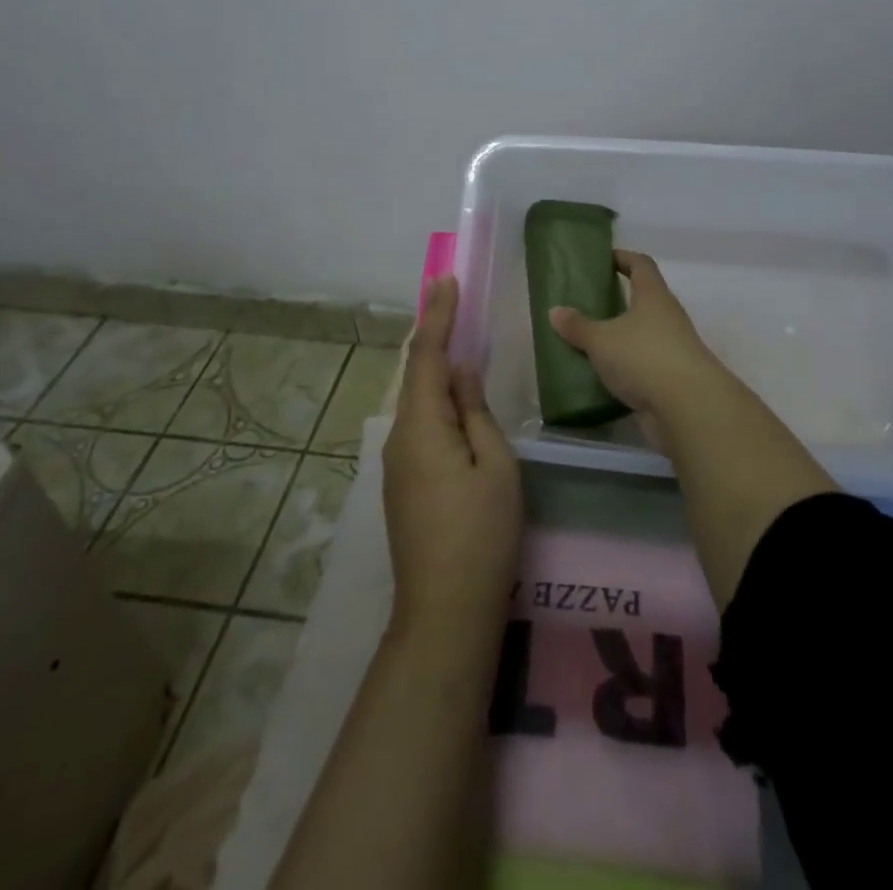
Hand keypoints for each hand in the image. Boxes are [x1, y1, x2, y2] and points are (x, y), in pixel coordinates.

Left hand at [383, 276, 522, 643]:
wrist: (444, 612)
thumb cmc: (481, 534)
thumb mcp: (495, 465)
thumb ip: (476, 412)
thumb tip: (460, 373)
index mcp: (422, 427)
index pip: (428, 357)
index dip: (437, 316)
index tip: (446, 280)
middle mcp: (400, 439)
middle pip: (417, 375)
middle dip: (434, 335)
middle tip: (452, 300)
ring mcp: (397, 465)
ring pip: (418, 402)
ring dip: (435, 368)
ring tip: (458, 340)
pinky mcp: (404, 485)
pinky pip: (420, 425)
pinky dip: (436, 399)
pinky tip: (455, 399)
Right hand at [547, 251, 723, 420]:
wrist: (687, 407)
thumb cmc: (643, 357)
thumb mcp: (601, 340)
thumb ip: (578, 326)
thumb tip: (555, 311)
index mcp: (654, 296)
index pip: (641, 265)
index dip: (623, 258)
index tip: (604, 259)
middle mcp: (668, 317)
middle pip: (643, 300)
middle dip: (618, 300)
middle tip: (587, 304)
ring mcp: (673, 348)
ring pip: (643, 334)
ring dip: (620, 337)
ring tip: (589, 341)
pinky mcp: (671, 378)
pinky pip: (643, 364)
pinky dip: (625, 367)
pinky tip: (602, 375)